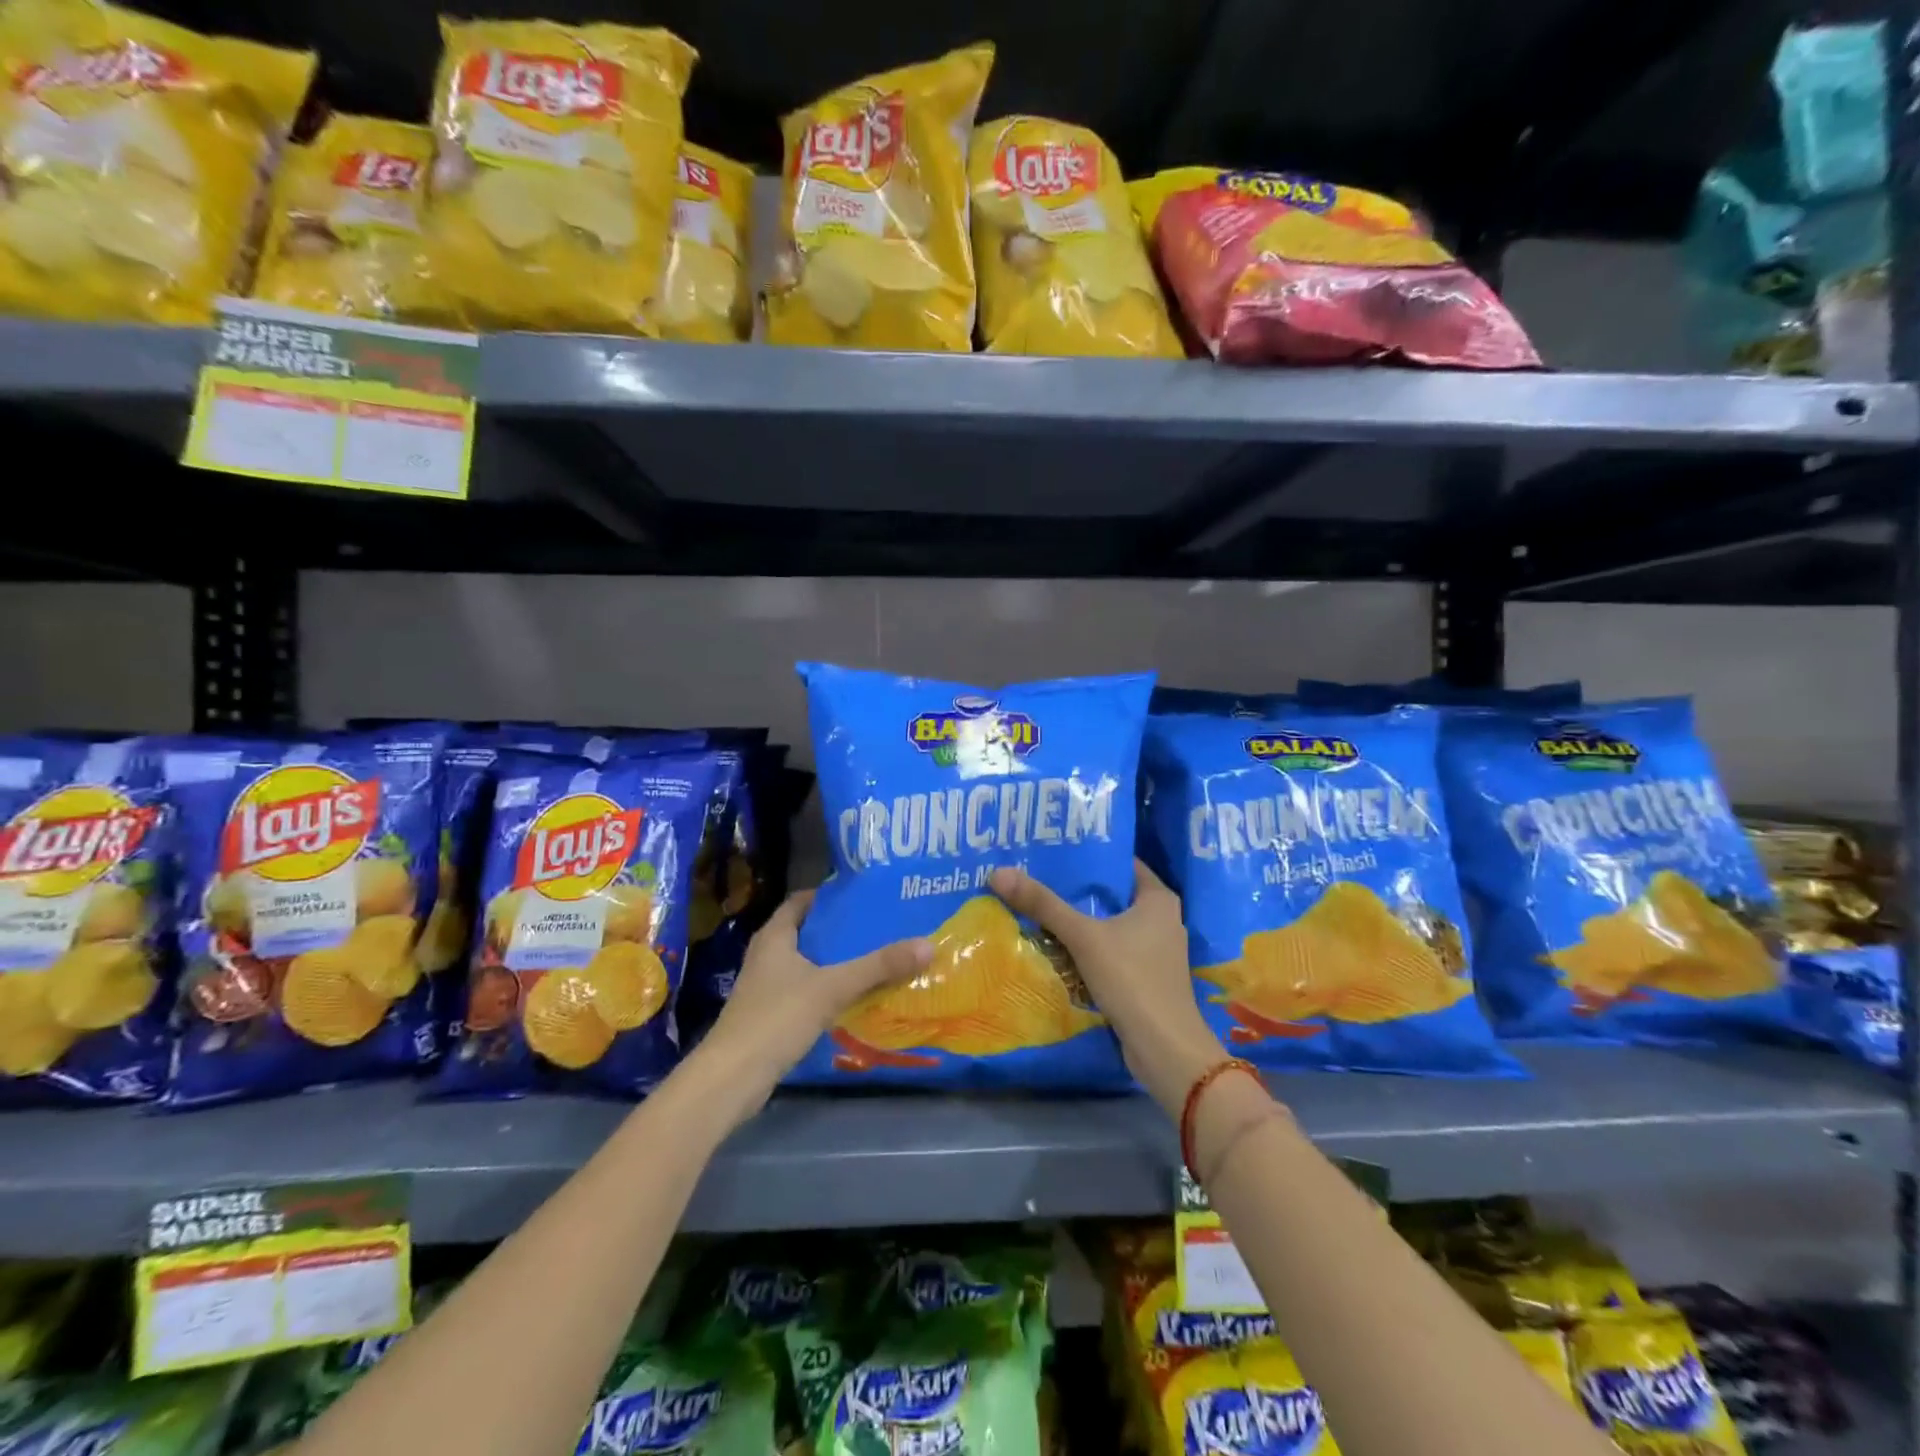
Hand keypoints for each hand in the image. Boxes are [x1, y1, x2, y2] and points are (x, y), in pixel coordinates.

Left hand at [690, 890, 931, 1123]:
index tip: (865, 896)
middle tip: (881, 926)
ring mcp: (766, 987)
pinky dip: (828, 989)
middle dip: (841, 930)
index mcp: (775, 936)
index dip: (830, 895)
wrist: (731, 1079)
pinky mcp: (770, 1016)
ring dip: (836, 962)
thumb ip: (878, 967)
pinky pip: (805, 991)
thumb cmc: (776, 1018)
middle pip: (808, 932)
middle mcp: (767, 955)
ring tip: (876, 959)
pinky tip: (855, 998)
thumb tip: (927, 944)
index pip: (802, 901)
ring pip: (808, 964)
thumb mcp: (832, 987)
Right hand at [990, 861, 1226, 1114]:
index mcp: (1159, 899)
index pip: (1121, 863)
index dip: (1089, 855)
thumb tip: (998, 872)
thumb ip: (1044, 905)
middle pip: (1112, 895)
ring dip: (1080, 920)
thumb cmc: (1132, 979)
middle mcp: (1162, 919)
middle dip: (1077, 889)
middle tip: (1036, 875)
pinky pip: (1111, 951)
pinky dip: (1088, 947)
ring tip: (1038, 906)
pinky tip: (1056, 946)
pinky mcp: (1146, 978)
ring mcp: (1156, 951)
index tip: (1054, 849)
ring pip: (1110, 925)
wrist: (1164, 1049)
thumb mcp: (1084, 937)